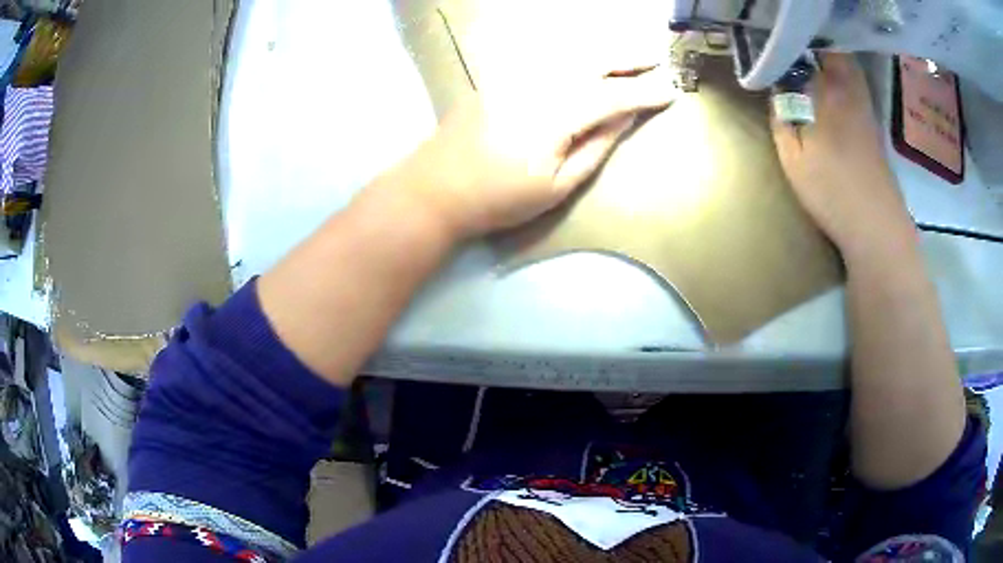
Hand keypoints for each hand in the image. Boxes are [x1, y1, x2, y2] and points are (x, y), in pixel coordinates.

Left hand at [392, 66, 676, 237]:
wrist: (435, 189)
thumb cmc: (499, 199)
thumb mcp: (558, 185)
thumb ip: (597, 145)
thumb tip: (626, 115)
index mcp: (558, 113)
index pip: (614, 95)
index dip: (646, 93)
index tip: (671, 92)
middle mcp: (539, 83)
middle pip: (593, 61)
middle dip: (628, 57)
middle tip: (654, 58)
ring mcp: (514, 76)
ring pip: (568, 53)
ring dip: (602, 51)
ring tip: (627, 54)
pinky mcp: (499, 77)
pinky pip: (544, 57)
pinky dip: (571, 53)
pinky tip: (583, 58)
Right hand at [771, 53, 915, 260]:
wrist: (876, 228)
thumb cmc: (832, 190)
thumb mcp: (793, 155)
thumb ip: (781, 116)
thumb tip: (775, 89)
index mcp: (828, 91)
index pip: (809, 49)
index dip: (791, 43)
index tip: (774, 46)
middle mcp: (851, 91)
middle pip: (835, 52)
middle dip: (814, 48)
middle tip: (793, 55)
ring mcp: (866, 109)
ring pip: (848, 69)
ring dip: (830, 63)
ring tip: (809, 70)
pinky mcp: (874, 128)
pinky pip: (856, 89)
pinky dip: (843, 82)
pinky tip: (832, 96)